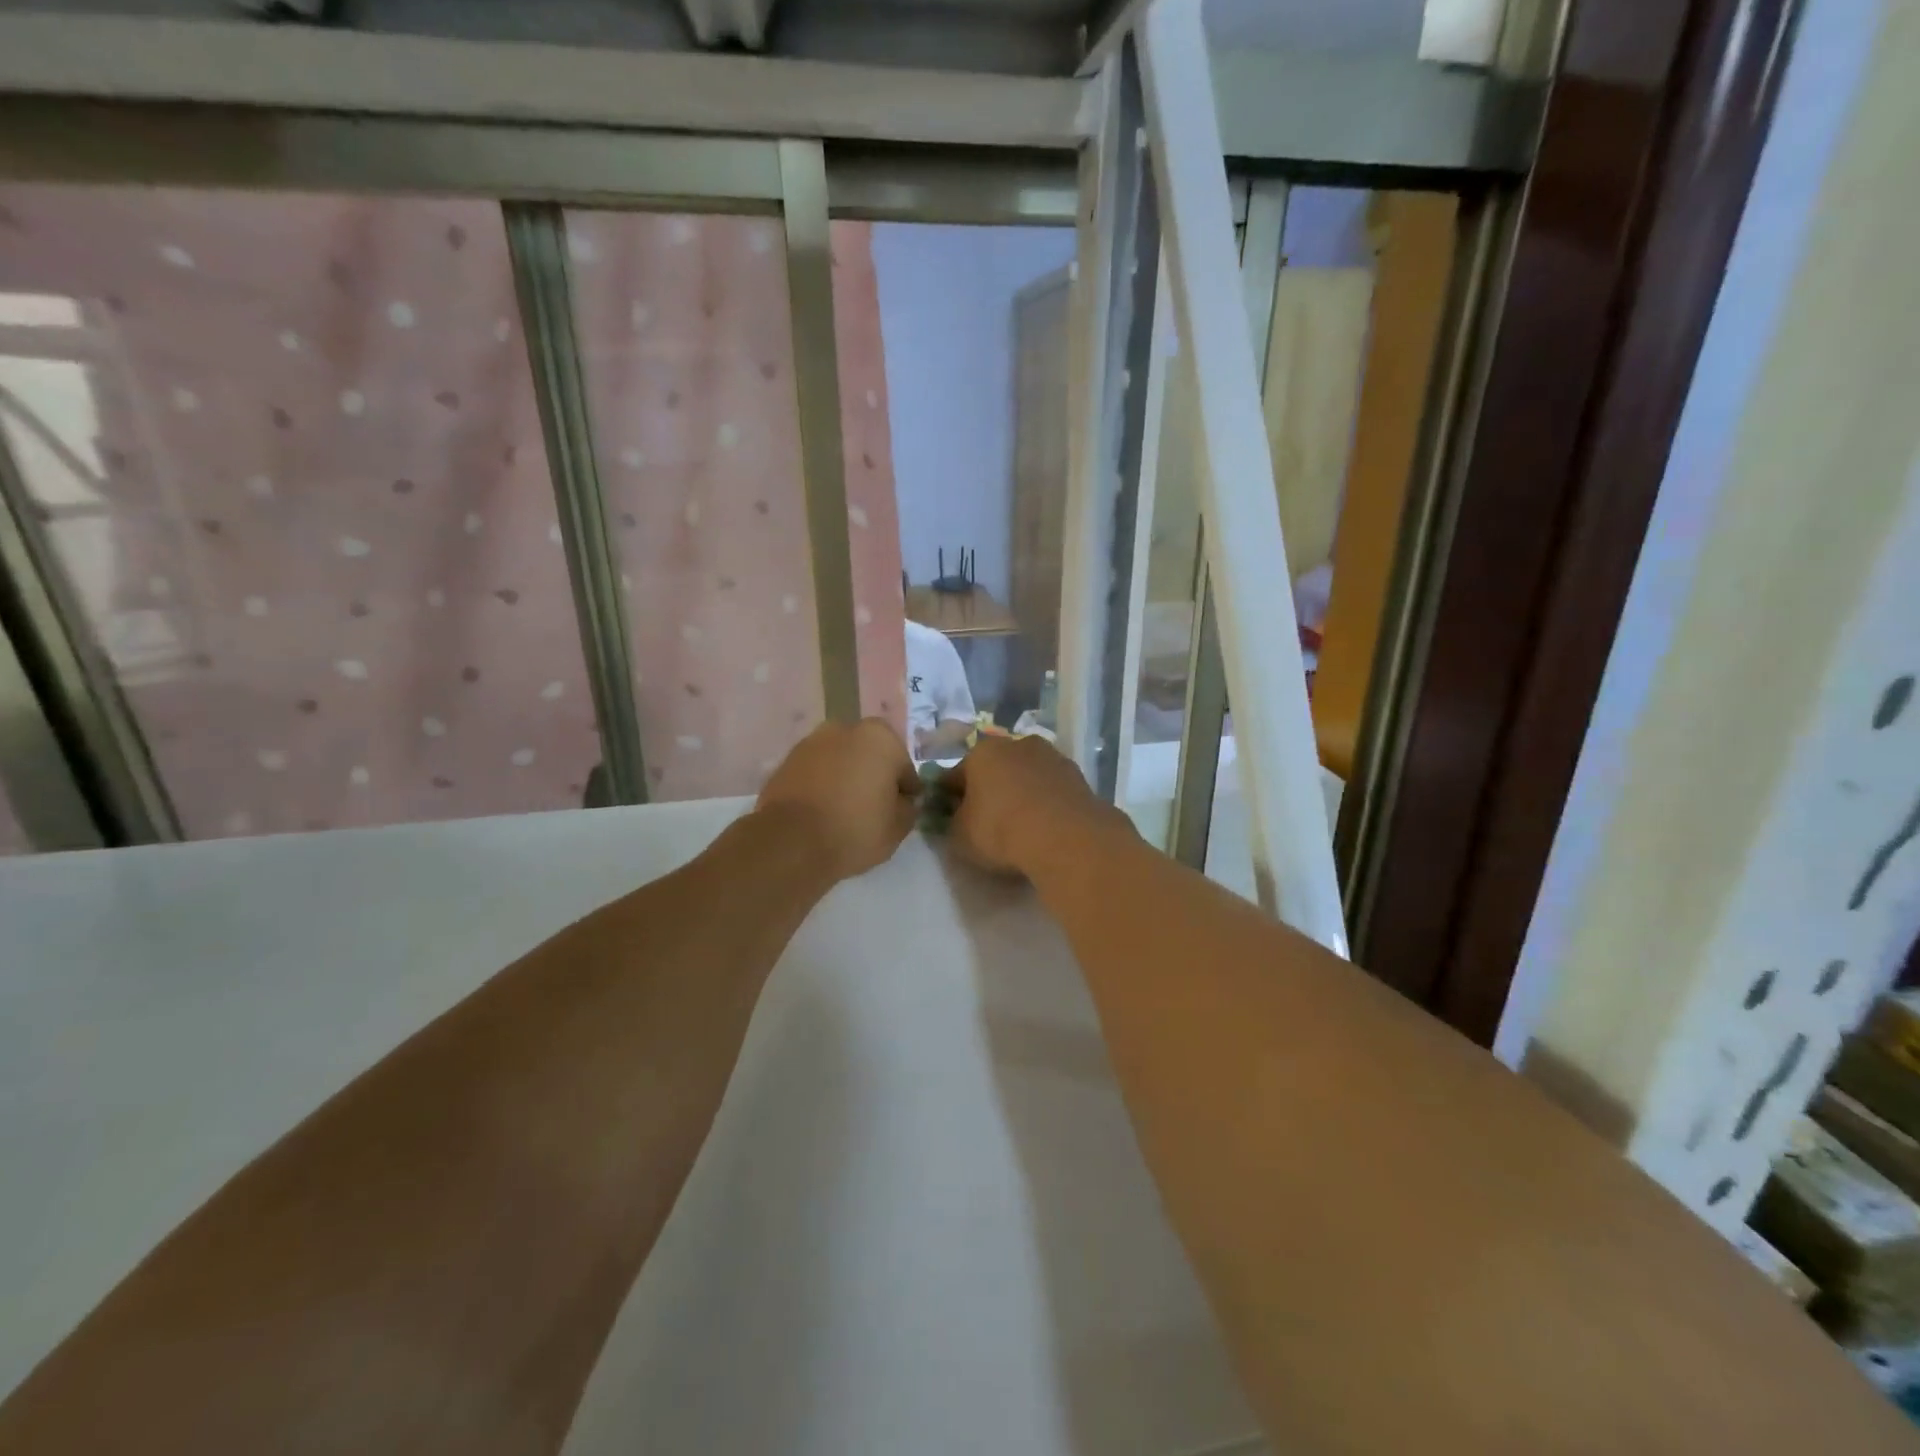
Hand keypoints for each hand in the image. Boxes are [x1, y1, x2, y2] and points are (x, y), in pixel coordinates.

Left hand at [757, 718, 919, 880]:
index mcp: (880, 738)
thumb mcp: (897, 828)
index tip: (903, 809)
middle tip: (874, 808)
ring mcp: (810, 743)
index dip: (905, 790)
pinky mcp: (785, 762)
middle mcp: (845, 729)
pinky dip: (822, 785)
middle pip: (870, 756)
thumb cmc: (854, 830)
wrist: (790, 843)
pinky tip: (822, 811)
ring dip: (846, 778)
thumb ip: (908, 808)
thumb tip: (902, 801)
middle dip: (873, 776)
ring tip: (845, 811)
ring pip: (840, 761)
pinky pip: (815, 772)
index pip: (903, 766)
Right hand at [940, 735, 1123, 876]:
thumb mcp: (959, 836)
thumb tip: (957, 818)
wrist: (1065, 837)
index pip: (954, 775)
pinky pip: (1050, 790)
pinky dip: (1044, 803)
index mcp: (981, 752)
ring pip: (1025, 776)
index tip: (948, 818)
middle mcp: (1016, 744)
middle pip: (994, 770)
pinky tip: (1043, 827)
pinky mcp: (1077, 776)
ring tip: (1019, 826)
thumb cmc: (1000, 830)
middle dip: (988, 791)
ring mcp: (1051, 757)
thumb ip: (952, 823)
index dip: (948, 797)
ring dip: (1019, 794)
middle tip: (985, 822)